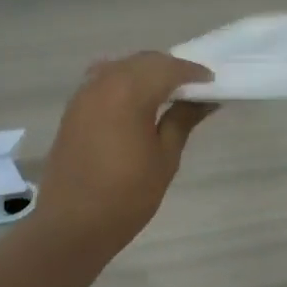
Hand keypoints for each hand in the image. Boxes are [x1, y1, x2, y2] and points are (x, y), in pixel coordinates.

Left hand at [34, 52, 215, 250]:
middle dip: (169, 69)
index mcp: (128, 92)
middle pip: (142, 61)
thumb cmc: (127, 196)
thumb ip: (183, 120)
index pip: (167, 68)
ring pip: (120, 67)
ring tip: (167, 95)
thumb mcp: (164, 158)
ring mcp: (83, 95)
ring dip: (145, 74)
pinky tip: (137, 104)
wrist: (73, 225)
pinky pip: (102, 81)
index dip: (193, 72)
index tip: (213, 83)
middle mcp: (102, 83)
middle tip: (193, 89)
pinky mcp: (72, 110)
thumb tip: (205, 99)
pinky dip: (124, 83)